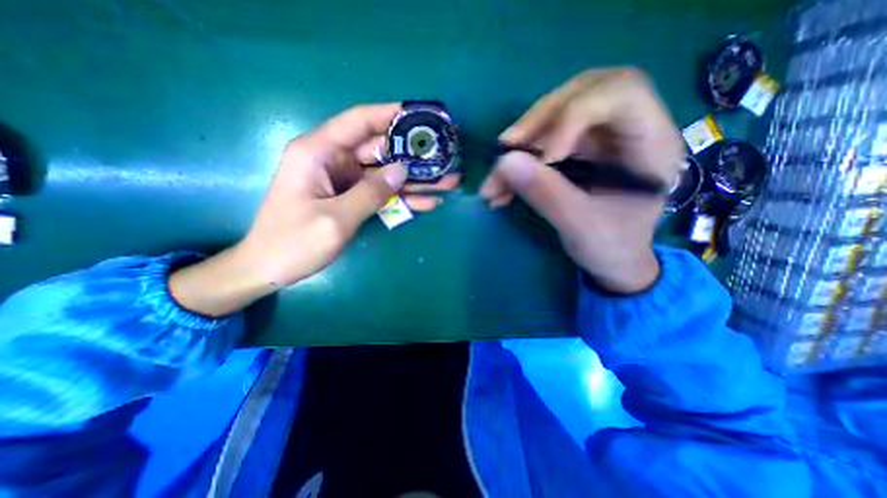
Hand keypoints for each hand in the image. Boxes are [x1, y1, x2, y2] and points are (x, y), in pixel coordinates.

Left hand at [170, 102, 459, 317]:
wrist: (270, 268)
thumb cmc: (293, 243)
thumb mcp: (335, 219)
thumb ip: (370, 193)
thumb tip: (401, 171)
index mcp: (318, 152)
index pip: (359, 122)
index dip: (391, 115)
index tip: (421, 116)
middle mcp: (332, 161)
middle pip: (380, 150)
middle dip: (413, 155)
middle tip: (445, 158)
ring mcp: (344, 181)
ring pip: (385, 174)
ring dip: (414, 179)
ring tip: (447, 182)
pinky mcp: (351, 198)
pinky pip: (381, 193)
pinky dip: (403, 198)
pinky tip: (428, 202)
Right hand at [482, 66, 680, 291]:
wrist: (613, 261)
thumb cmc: (612, 247)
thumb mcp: (580, 226)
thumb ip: (546, 194)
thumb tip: (504, 162)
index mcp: (650, 142)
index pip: (619, 91)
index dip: (574, 114)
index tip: (544, 157)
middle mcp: (626, 130)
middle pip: (581, 94)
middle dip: (539, 120)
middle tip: (507, 146)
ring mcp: (598, 139)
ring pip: (555, 118)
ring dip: (521, 145)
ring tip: (496, 176)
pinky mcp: (576, 152)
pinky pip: (542, 143)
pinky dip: (518, 164)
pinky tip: (501, 187)